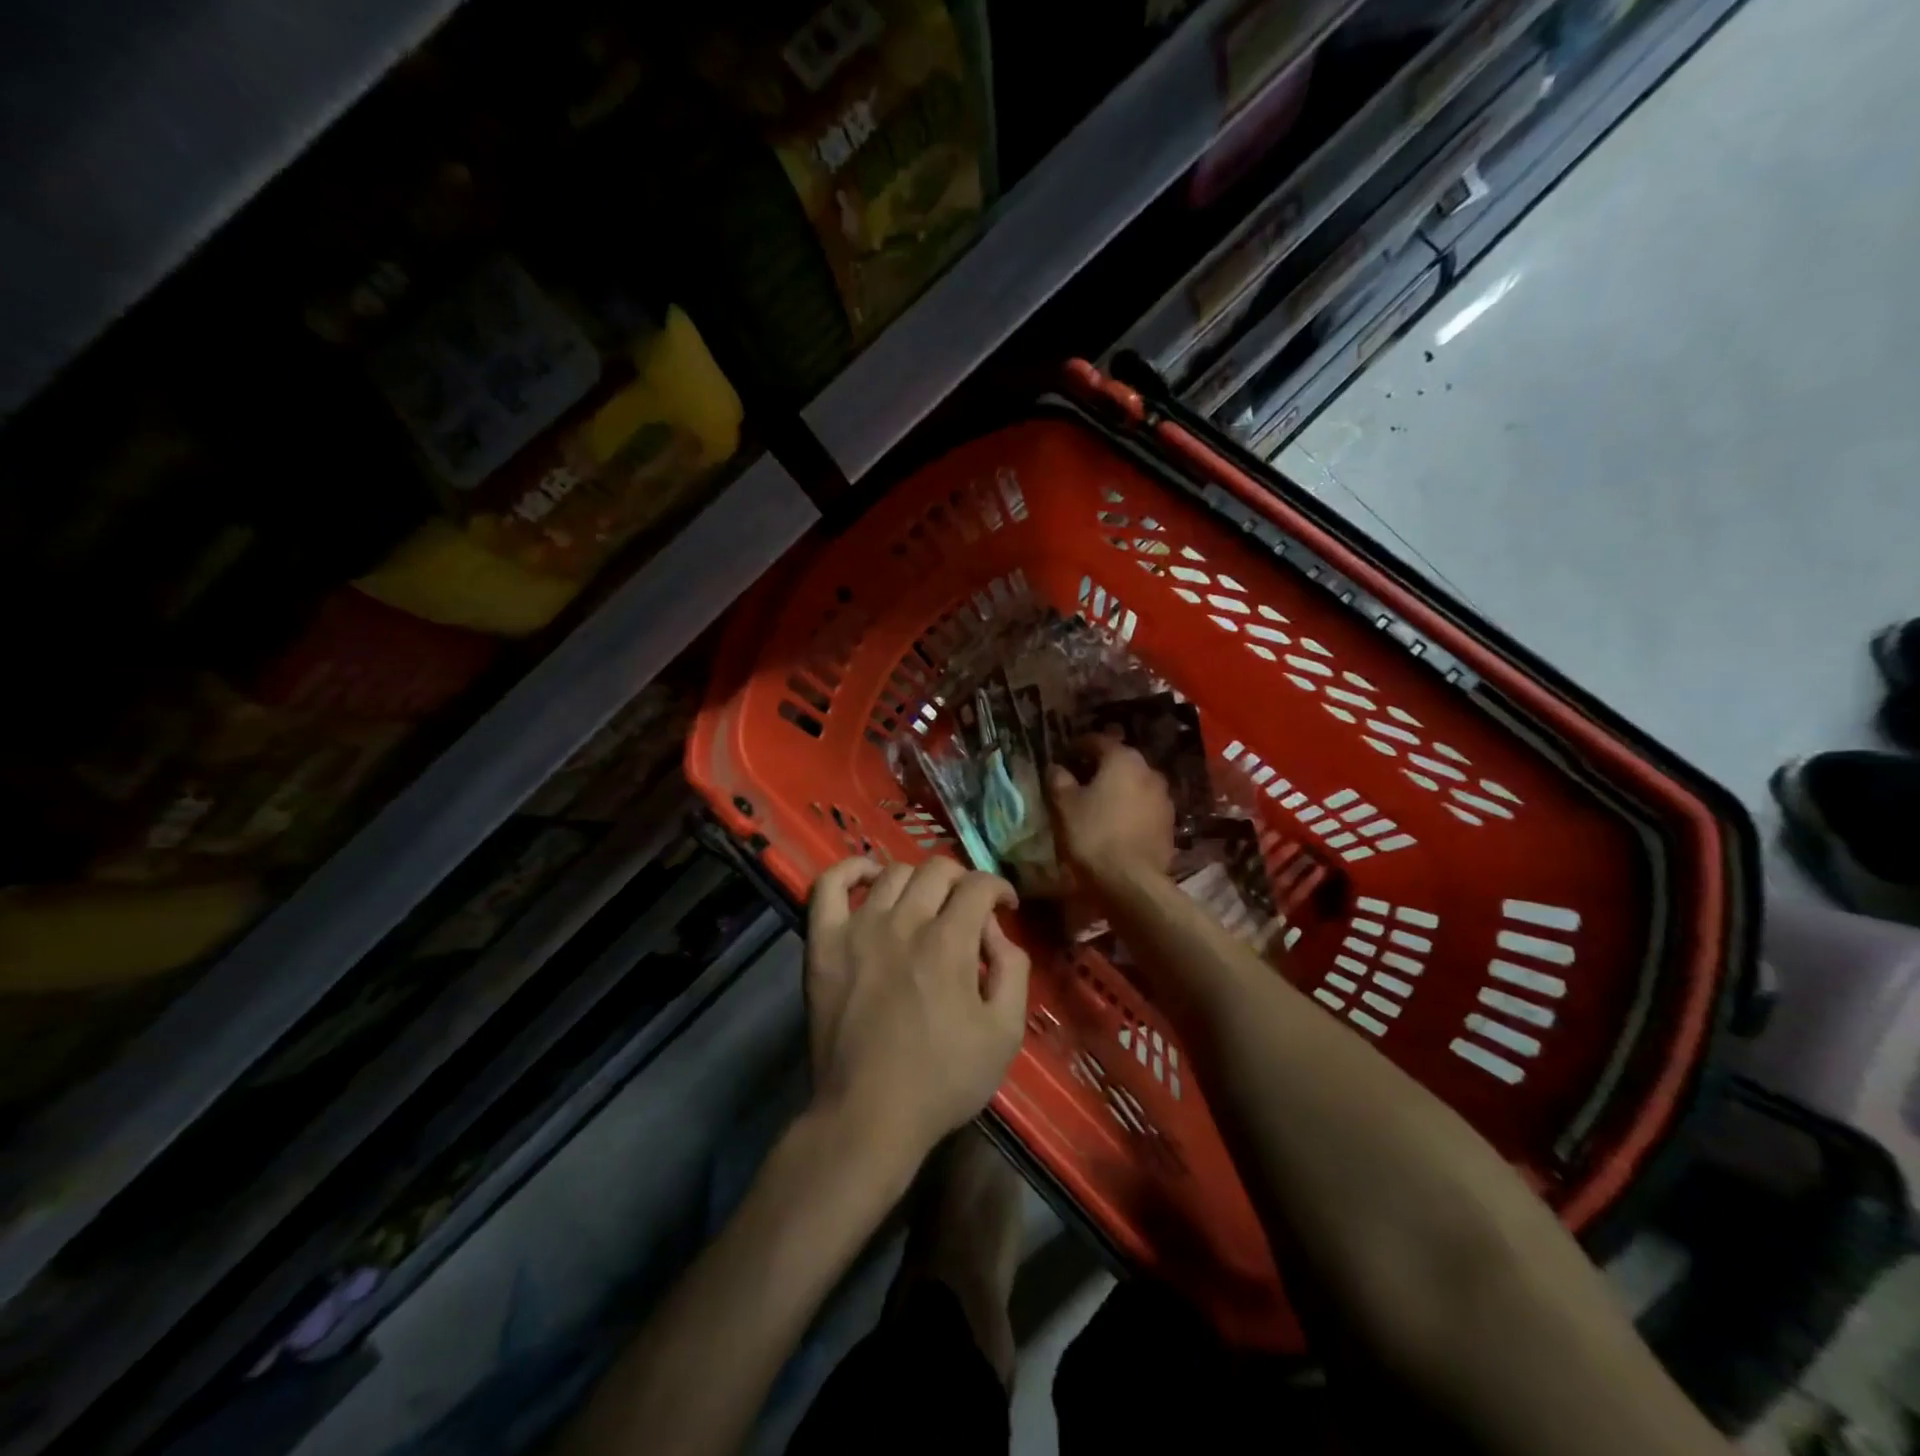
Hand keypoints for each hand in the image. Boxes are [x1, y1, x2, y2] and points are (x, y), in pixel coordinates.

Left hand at [805, 857, 1030, 1164]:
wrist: (868, 1115)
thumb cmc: (943, 1080)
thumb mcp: (1004, 1034)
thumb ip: (1012, 970)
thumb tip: (995, 932)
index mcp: (949, 942)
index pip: (979, 885)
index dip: (999, 889)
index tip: (1004, 907)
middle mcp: (903, 922)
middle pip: (938, 870)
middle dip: (963, 882)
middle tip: (967, 909)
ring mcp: (858, 929)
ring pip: (893, 873)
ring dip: (919, 881)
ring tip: (925, 904)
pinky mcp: (823, 943)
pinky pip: (828, 886)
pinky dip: (850, 870)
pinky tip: (869, 877)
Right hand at [1046, 737, 1176, 883]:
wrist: (1131, 882)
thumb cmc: (1092, 835)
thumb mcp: (1064, 805)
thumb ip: (1059, 779)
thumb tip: (1057, 767)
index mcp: (1123, 759)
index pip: (1098, 741)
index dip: (1078, 746)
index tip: (1064, 756)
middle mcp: (1149, 771)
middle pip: (1121, 761)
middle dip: (1101, 767)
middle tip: (1081, 779)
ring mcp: (1164, 798)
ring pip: (1136, 784)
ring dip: (1119, 789)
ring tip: (1099, 803)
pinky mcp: (1170, 824)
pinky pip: (1145, 807)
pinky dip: (1131, 809)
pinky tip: (1117, 823)